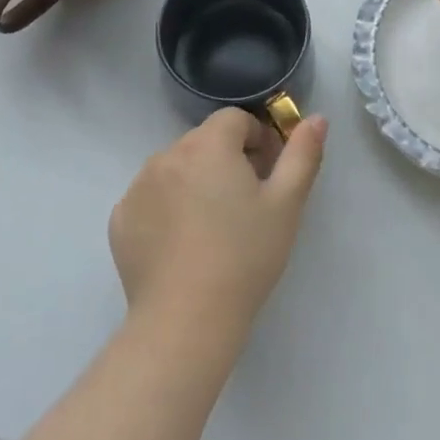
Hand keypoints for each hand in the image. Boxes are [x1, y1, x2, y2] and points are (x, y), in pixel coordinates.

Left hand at [110, 110, 327, 342]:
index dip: (256, 139)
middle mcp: (167, 155)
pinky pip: (150, 198)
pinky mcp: (121, 219)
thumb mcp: (287, 204)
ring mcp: (138, 186)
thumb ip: (303, 154)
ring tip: (212, 226)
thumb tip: (318, 119)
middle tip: (245, 203)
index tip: (267, 174)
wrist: (186, 320)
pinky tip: (182, 244)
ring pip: (175, 168)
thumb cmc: (245, 256)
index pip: (234, 120)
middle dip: (226, 160)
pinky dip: (166, 208)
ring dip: (195, 181)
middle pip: (204, 142)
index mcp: (209, 144)